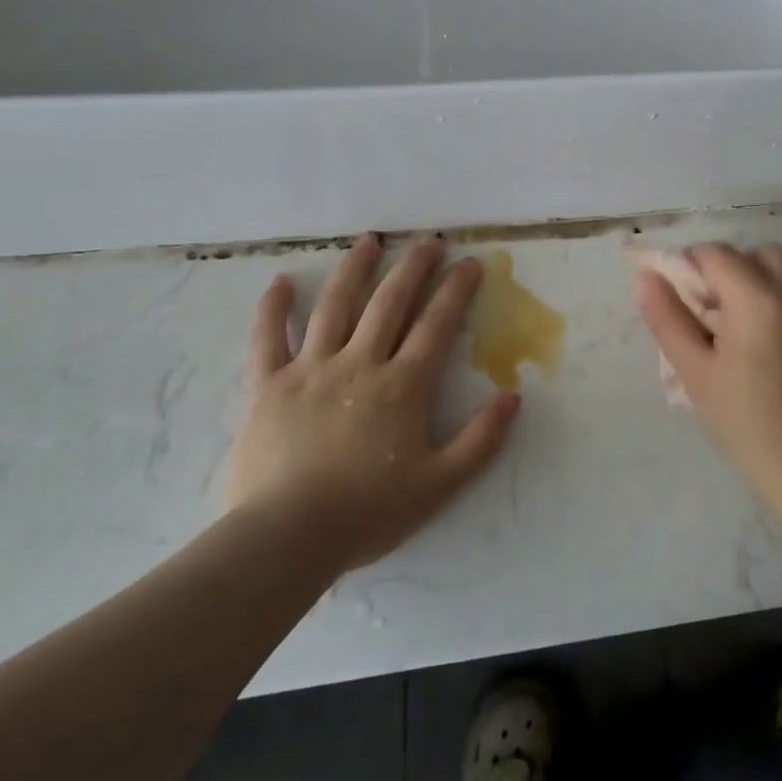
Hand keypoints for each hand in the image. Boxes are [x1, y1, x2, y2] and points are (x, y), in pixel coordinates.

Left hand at [228, 234, 519, 571]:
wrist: (285, 540)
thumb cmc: (367, 513)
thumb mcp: (439, 485)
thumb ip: (481, 440)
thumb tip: (514, 396)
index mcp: (402, 385)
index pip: (436, 324)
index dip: (456, 290)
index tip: (470, 262)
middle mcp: (360, 363)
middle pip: (390, 302)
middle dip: (413, 267)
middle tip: (428, 241)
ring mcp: (311, 369)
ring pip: (334, 306)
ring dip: (354, 270)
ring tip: (369, 241)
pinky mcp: (269, 386)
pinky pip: (268, 339)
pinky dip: (272, 309)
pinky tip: (280, 282)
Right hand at [636, 242, 781, 514]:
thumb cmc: (744, 422)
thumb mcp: (694, 371)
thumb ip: (667, 318)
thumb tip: (647, 277)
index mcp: (757, 298)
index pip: (717, 253)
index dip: (692, 265)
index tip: (683, 298)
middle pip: (758, 254)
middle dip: (730, 269)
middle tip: (713, 312)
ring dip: (761, 282)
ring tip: (744, 329)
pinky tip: (774, 352)